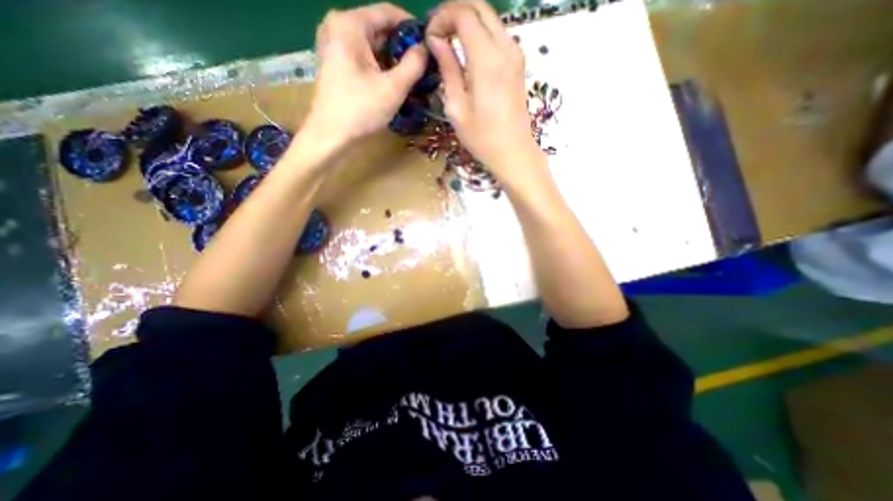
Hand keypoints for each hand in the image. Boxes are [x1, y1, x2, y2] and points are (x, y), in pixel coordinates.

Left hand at [304, 3, 427, 153]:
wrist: (331, 136)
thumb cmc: (361, 110)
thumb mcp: (393, 88)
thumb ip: (414, 64)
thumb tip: (425, 49)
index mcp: (350, 24)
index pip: (388, 12)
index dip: (412, 27)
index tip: (430, 45)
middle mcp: (339, 27)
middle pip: (380, 29)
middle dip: (403, 47)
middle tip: (424, 66)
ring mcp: (335, 45)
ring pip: (373, 45)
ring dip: (393, 60)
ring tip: (413, 76)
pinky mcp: (336, 63)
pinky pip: (365, 57)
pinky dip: (381, 67)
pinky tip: (394, 82)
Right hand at [427, 0, 544, 176]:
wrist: (513, 151)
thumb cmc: (482, 137)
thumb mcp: (457, 107)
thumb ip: (448, 69)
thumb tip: (436, 41)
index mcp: (487, 60)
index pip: (463, 15)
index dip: (442, 18)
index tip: (430, 37)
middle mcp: (505, 48)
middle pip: (479, 7)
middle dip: (454, 12)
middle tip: (437, 32)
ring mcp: (515, 54)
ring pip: (490, 18)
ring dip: (468, 21)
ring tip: (449, 41)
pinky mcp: (518, 64)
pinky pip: (498, 35)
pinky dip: (480, 33)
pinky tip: (467, 51)